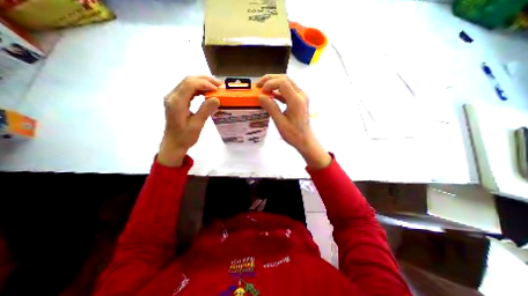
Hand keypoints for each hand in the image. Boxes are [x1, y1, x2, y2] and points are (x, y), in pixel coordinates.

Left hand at [158, 75, 220, 165]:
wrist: (173, 144)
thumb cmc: (185, 137)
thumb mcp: (197, 125)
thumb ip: (205, 110)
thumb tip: (216, 98)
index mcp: (176, 102)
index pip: (190, 84)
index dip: (205, 84)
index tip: (217, 90)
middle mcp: (172, 96)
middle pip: (188, 80)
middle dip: (205, 80)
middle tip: (219, 85)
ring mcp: (173, 98)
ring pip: (188, 83)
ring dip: (202, 83)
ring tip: (215, 88)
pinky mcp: (176, 101)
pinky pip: (188, 90)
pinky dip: (198, 89)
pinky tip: (206, 93)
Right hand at [256, 74, 327, 167]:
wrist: (305, 140)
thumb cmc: (293, 134)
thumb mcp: (280, 122)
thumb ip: (271, 108)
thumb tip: (261, 96)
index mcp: (296, 100)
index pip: (282, 83)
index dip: (270, 84)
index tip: (261, 91)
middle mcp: (300, 95)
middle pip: (285, 79)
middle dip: (270, 79)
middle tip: (258, 84)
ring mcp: (301, 97)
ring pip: (287, 83)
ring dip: (274, 83)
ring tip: (262, 87)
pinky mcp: (299, 100)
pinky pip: (288, 90)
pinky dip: (278, 90)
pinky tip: (271, 95)